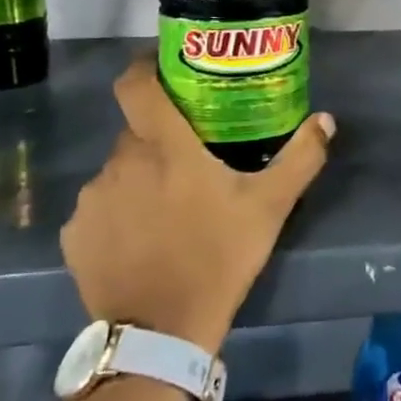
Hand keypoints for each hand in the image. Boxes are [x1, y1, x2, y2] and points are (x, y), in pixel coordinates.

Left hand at [62, 57, 334, 352]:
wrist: (162, 332)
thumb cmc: (219, 257)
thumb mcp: (269, 207)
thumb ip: (300, 158)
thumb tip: (325, 120)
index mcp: (164, 145)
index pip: (136, 83)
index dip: (145, 68)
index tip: (164, 72)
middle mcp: (121, 161)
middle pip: (136, 132)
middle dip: (159, 141)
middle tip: (188, 164)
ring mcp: (92, 198)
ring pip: (118, 171)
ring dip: (139, 180)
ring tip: (166, 212)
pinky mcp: (75, 234)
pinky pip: (98, 209)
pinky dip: (117, 215)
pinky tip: (139, 243)